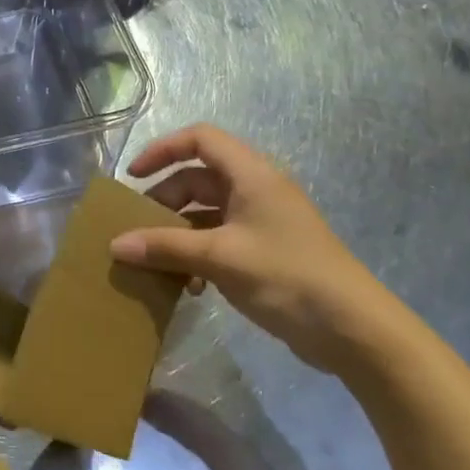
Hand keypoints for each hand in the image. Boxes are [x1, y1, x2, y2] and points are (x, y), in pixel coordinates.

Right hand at [108, 124, 404, 373]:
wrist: (354, 330)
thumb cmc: (287, 276)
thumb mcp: (219, 258)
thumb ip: (165, 247)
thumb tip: (115, 245)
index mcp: (251, 176)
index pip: (200, 139)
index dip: (163, 150)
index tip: (134, 177)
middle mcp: (255, 191)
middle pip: (198, 179)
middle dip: (164, 201)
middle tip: (138, 229)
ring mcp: (261, 223)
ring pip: (205, 213)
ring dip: (178, 233)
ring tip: (155, 261)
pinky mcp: (264, 253)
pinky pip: (218, 240)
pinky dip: (197, 255)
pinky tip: (188, 286)